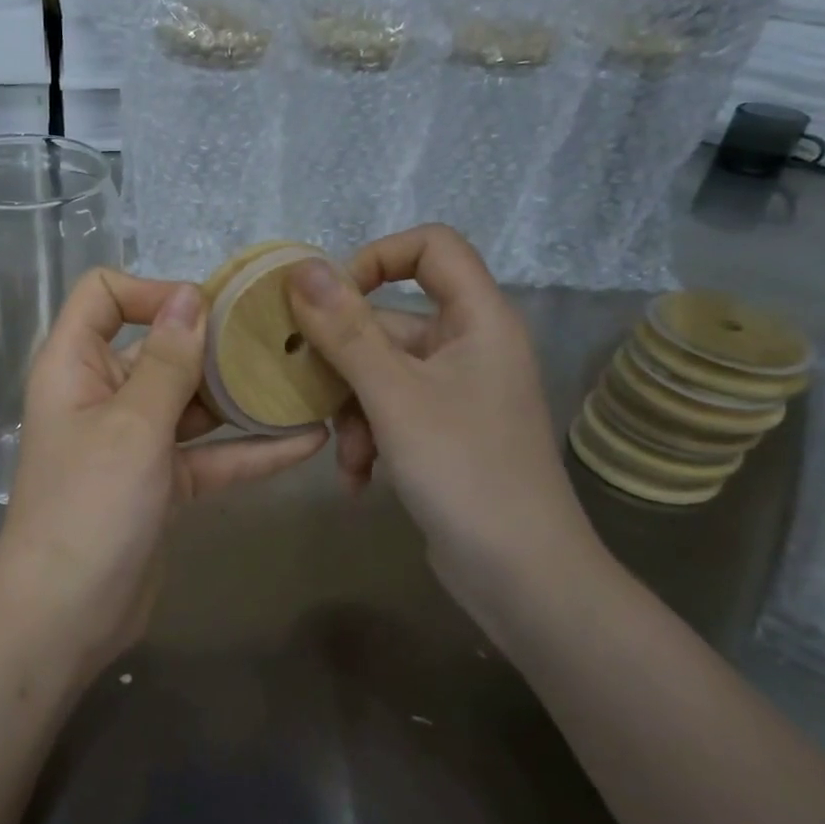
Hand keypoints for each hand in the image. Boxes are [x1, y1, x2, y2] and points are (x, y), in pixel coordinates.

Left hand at [0, 269, 327, 678]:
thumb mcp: (132, 426)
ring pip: (191, 403)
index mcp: (75, 366)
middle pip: (159, 347)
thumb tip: (189, 296)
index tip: (208, 310)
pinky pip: (209, 455)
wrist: (67, 618)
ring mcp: (134, 441)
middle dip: (216, 342)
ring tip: (305, 379)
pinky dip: (251, 450)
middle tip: (282, 338)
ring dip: (242, 396)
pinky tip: (308, 440)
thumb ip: (165, 361)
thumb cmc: (89, 508)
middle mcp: (102, 394)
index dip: (152, 291)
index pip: (103, 296)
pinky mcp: (161, 483)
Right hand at [285, 226, 603, 606]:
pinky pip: (391, 413)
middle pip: (390, 320)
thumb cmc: (464, 470)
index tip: (327, 301)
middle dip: (343, 361)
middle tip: (305, 390)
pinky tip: (357, 480)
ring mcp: (456, 393)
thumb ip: (346, 330)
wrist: (522, 576)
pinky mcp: (443, 433)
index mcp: (478, 320)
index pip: (432, 247)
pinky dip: (369, 440)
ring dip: (351, 412)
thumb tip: (301, 268)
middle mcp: (470, 347)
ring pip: (380, 374)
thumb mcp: (394, 396)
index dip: (376, 259)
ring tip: (346, 457)